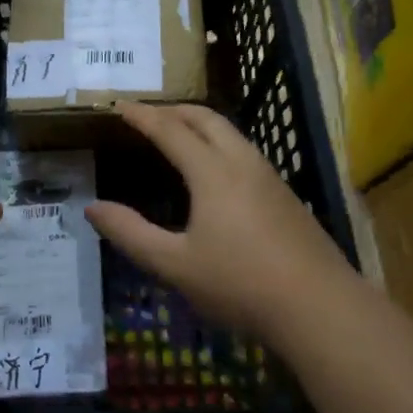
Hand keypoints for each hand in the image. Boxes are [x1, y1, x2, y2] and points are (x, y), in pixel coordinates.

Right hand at [85, 102, 357, 348]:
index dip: (142, 115)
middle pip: (205, 118)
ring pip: (230, 132)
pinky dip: (219, 143)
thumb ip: (131, 234)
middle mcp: (241, 161)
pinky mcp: (285, 194)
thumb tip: (93, 208)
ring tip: (179, 136)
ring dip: (200, 124)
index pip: (169, 129)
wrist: (320, 306)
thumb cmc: (240, 283)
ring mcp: (268, 175)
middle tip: (148, 116)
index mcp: (211, 171)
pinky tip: (216, 171)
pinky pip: (244, 151)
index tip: (119, 106)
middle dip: (173, 110)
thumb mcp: (175, 265)